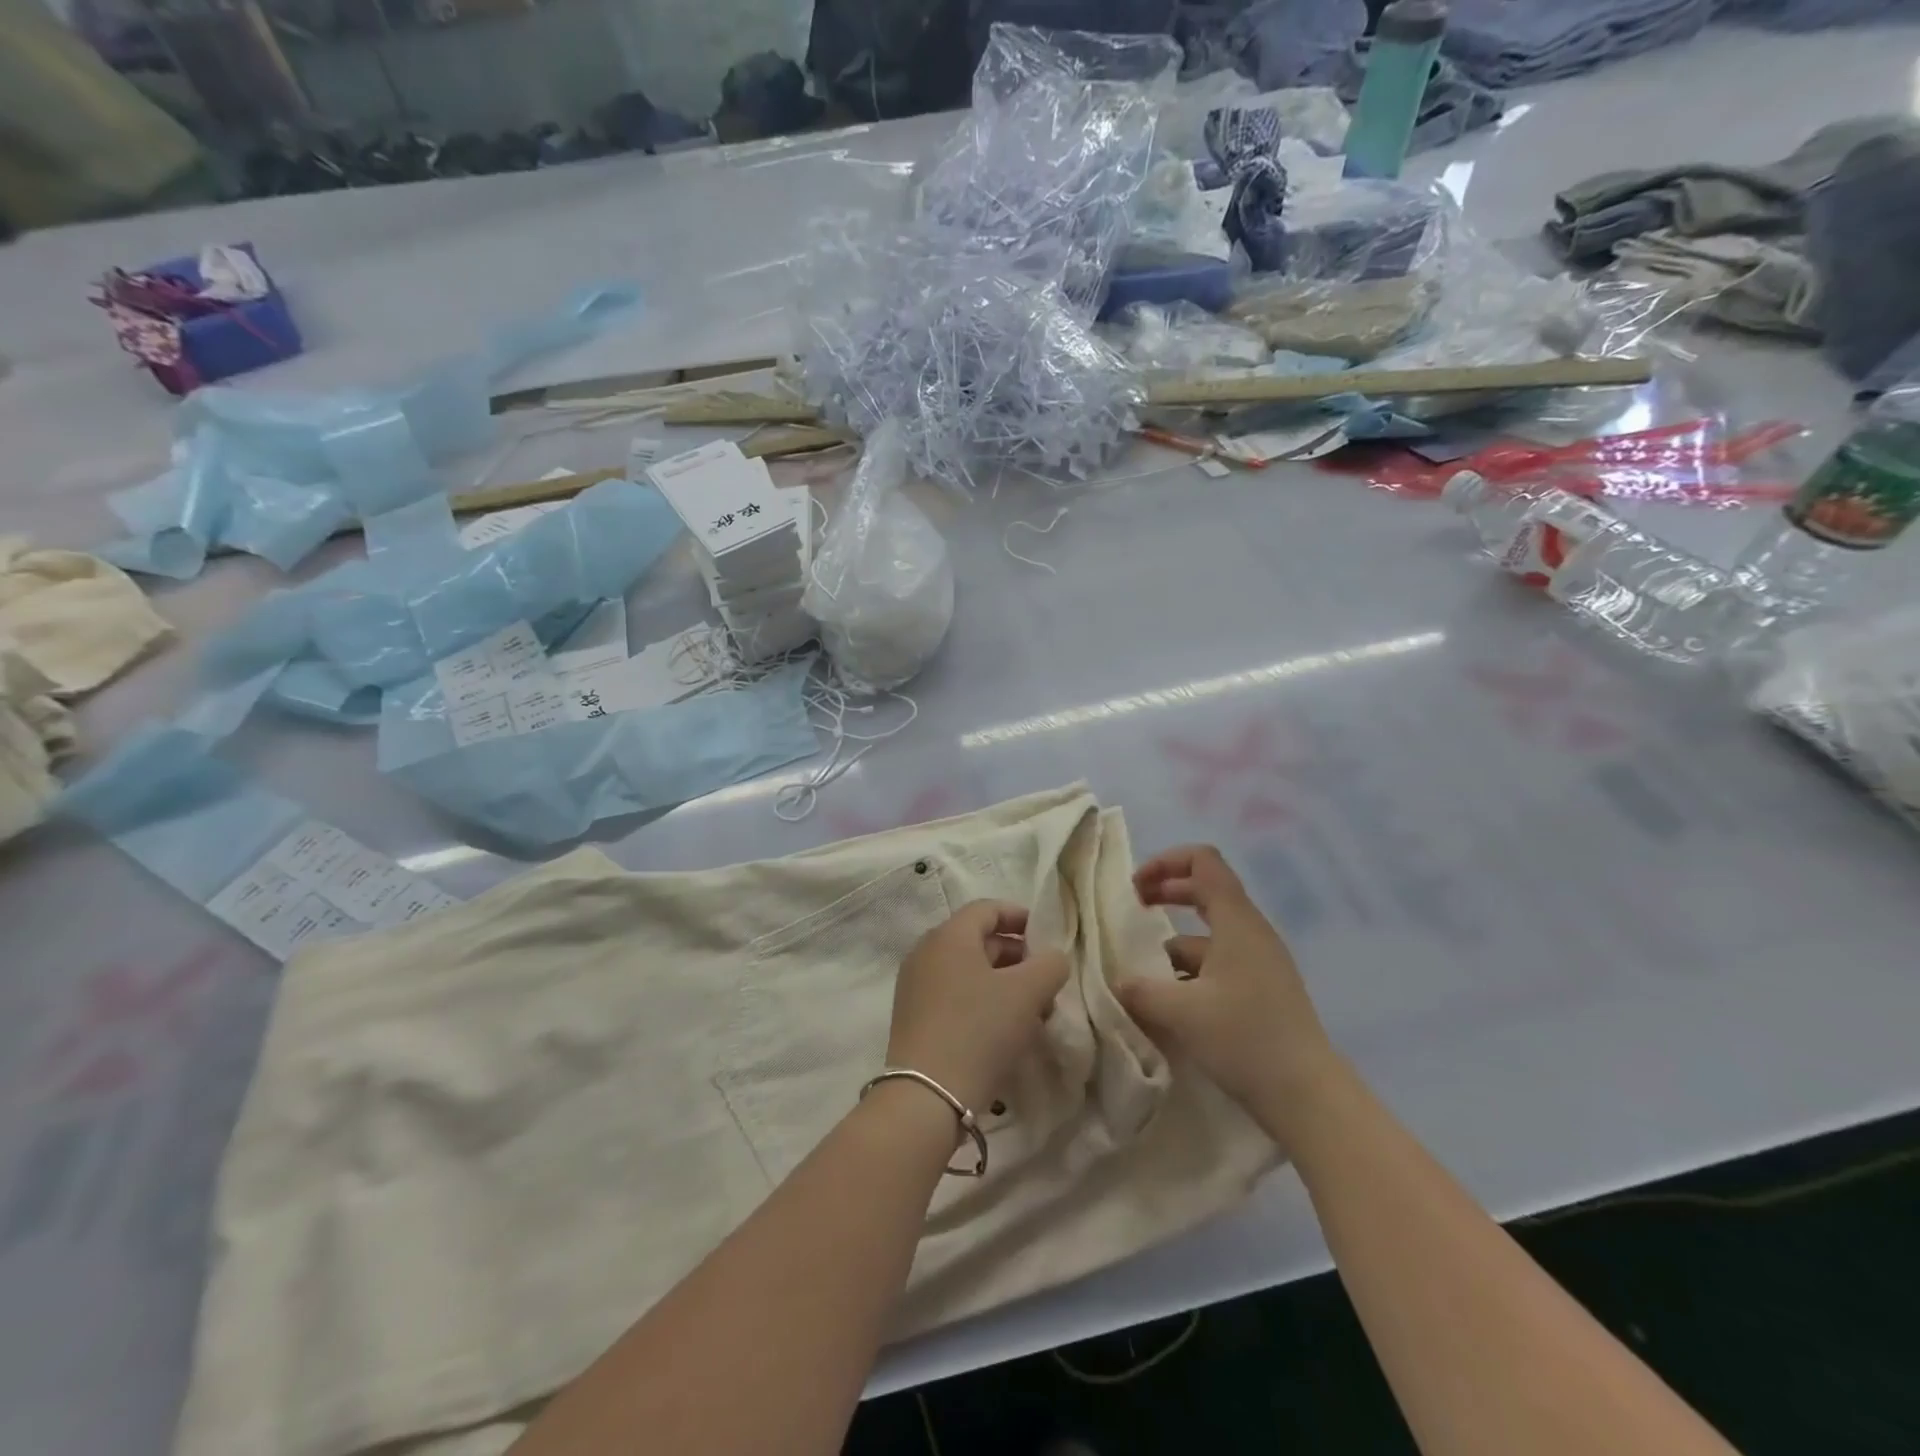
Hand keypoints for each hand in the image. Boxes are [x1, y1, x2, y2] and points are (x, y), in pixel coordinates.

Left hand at [887, 901, 1070, 1115]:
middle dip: (1016, 955)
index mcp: (949, 936)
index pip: (987, 909)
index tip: (1046, 937)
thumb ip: (1050, 965)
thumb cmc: (979, 1029)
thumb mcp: (1027, 992)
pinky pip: (953, 994)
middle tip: (1045, 979)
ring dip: (1002, 982)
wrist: (927, 1095)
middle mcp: (926, 952)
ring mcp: (915, 986)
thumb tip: (1053, 958)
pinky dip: (981, 1000)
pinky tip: (1004, 1029)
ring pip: (967, 970)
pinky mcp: (912, 1017)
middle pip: (977, 940)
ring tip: (1032, 1009)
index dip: (1020, 917)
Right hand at [1117, 846, 1341, 1134]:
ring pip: (1210, 933)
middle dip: (1166, 893)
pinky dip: (1191, 970)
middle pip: (1206, 890)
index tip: (1136, 888)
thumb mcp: (1180, 1013)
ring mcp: (1260, 961)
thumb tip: (1116, 982)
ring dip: (1174, 942)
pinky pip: (1219, 962)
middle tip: (1134, 910)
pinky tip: (1172, 1002)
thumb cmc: (1245, 1040)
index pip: (1203, 861)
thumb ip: (1140, 990)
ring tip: (1144, 972)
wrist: (1307, 1097)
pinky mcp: (1261, 989)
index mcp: (1236, 921)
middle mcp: (1251, 932)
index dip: (1165, 862)